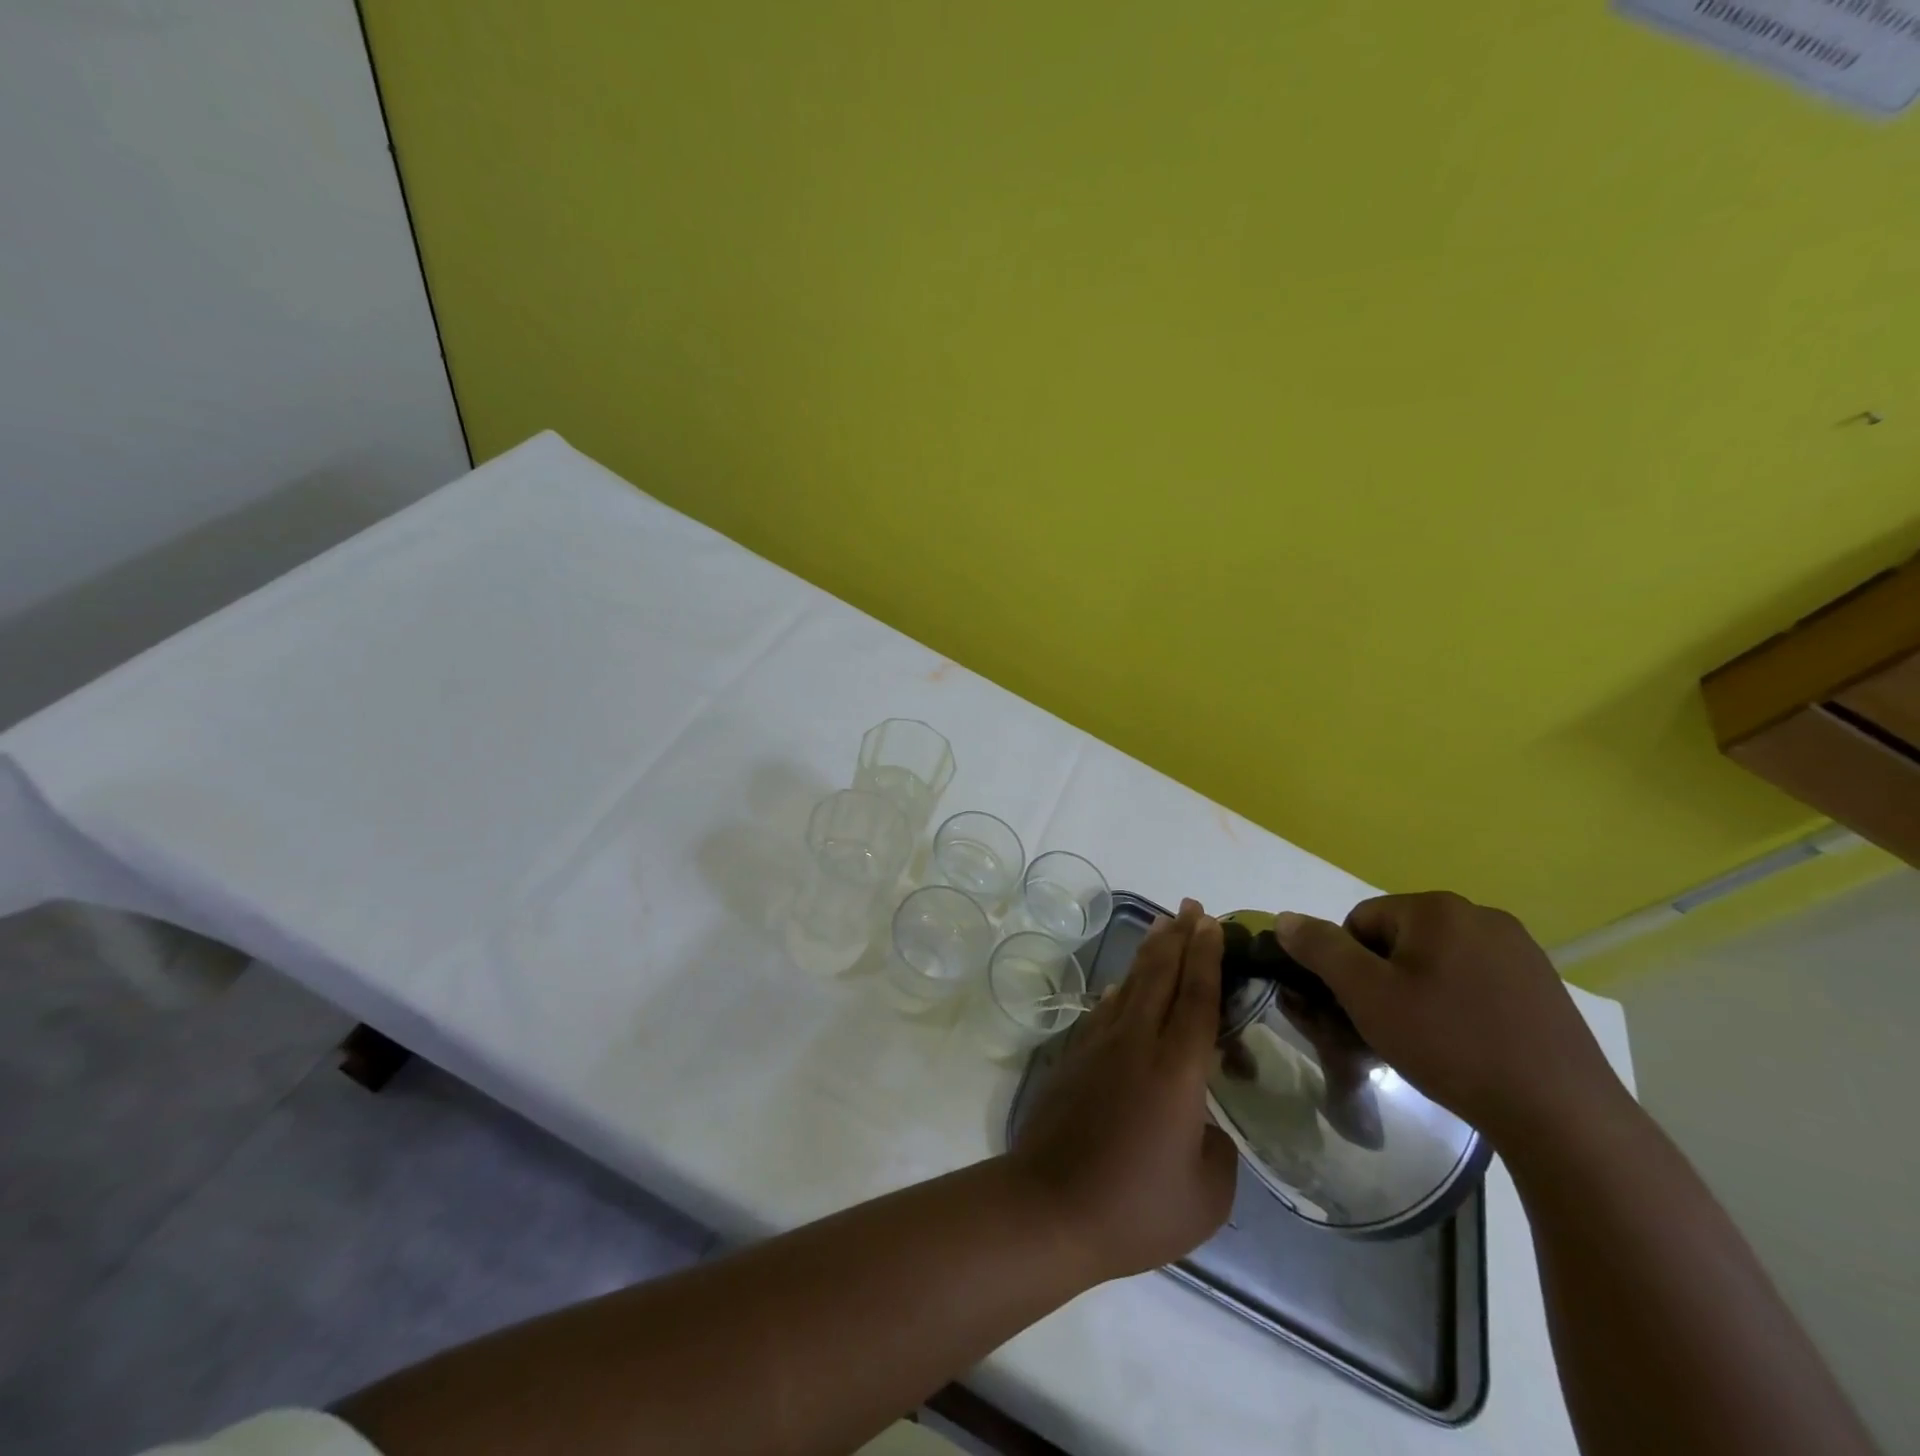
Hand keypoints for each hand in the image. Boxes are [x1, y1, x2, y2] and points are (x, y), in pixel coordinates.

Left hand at [1008, 900, 1237, 1280]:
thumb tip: (1201, 1125)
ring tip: (1163, 927)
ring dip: (1150, 954)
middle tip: (1193, 907)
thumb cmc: (1136, 1207)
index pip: (1197, 996)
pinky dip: (1121, 989)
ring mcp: (1099, 1046)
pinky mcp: (1074, 1057)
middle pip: (1161, 975)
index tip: (1214, 923)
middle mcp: (1137, 1043)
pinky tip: (1126, 984)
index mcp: (1177, 1069)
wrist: (1050, 1207)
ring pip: (1131, 985)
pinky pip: (1106, 1009)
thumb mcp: (1206, 1195)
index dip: (1208, 956)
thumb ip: (1216, 1150)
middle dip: (1179, 937)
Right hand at [1274, 892, 1626, 1148]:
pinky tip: (1470, 1043)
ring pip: (1439, 960)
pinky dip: (1462, 1003)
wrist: (1561, 1114)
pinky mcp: (1545, 985)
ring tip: (1431, 1040)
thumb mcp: (1366, 995)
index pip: (1362, 921)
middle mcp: (1481, 915)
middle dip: (1386, 977)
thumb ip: (1321, 949)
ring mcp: (1520, 950)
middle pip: (1400, 938)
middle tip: (1393, 1027)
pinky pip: (1478, 980)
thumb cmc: (1449, 1043)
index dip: (1350, 964)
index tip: (1363, 1007)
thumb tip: (1285, 918)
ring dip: (1422, 990)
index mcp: (1436, 909)